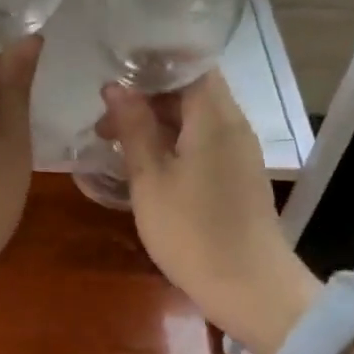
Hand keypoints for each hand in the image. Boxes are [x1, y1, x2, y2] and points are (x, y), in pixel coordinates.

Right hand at [101, 71, 317, 353]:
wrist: (250, 287)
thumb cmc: (192, 232)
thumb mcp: (150, 178)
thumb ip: (133, 127)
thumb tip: (116, 86)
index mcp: (214, 117)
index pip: (187, 65)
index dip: (150, 65)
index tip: (114, 75)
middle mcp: (233, 125)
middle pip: (191, 91)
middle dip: (146, 99)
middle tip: (104, 123)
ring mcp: (240, 152)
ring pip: (196, 118)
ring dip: (157, 123)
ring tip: (116, 145)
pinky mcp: (239, 175)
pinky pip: (204, 141)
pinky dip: (174, 143)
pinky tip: (146, 166)